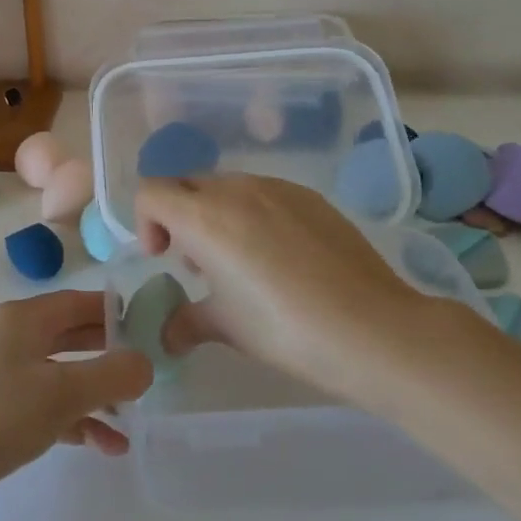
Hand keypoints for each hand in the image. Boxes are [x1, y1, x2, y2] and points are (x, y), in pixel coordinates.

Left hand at [0, 291, 153, 518]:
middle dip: (110, 357)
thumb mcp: (58, 394)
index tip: (155, 335)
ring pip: (58, 374)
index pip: (82, 302)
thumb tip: (146, 362)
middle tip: (149, 379)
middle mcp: (9, 336)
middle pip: (71, 336)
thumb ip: (110, 375)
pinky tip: (98, 446)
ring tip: (130, 424)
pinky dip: (69, 419)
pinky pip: (39, 405)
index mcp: (23, 318)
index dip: (119, 314)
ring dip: (94, 396)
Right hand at [136, 174, 465, 400]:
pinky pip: (265, 194)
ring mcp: (277, 188)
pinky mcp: (310, 197)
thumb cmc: (284, 328)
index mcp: (204, 217)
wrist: (373, 329)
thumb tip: (167, 334)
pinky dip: (254, 215)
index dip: (146, 223)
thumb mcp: (227, 327)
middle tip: (198, 264)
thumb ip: (186, 321)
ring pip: (227, 187)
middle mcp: (236, 189)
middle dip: (180, 218)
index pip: (150, 193)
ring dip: (218, 215)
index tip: (164, 258)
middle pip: (187, 185)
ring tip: (241, 262)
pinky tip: (281, 258)